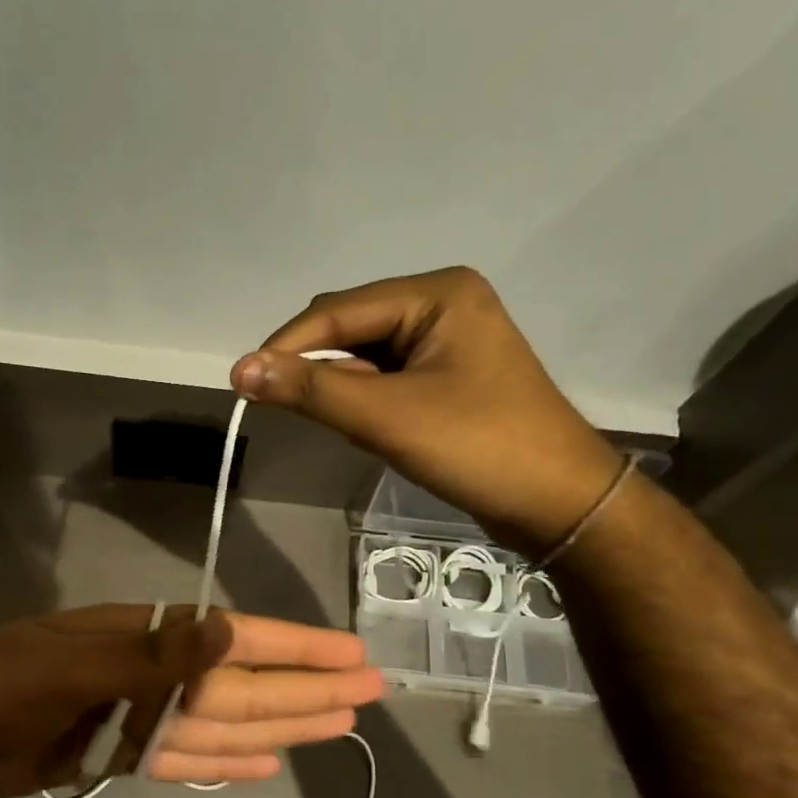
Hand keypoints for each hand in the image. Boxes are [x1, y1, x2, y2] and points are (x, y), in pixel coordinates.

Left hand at [0, 605, 382, 797]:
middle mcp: (141, 672)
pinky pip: (176, 757)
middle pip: (237, 682)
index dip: (295, 648)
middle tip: (367, 696)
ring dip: (274, 725)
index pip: (233, 639)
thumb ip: (149, 657)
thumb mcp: (64, 669)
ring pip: (216, 722)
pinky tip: (259, 765)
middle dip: (301, 688)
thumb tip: (228, 629)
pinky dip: (216, 761)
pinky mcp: (108, 754)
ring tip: (332, 728)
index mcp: (136, 636)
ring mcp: (126, 716)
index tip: (352, 658)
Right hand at [230, 266, 623, 556]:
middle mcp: (441, 303)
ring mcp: (446, 339)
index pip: (338, 310)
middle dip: (317, 367)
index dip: (286, 346)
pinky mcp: (445, 374)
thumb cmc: (478, 448)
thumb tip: (239, 370)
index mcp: (436, 293)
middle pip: (349, 326)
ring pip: (363, 354)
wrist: (558, 503)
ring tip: (349, 426)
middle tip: (290, 410)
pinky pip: (384, 376)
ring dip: (341, 387)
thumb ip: (311, 390)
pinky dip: (364, 399)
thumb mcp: (387, 417)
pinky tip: (369, 427)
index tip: (242, 385)